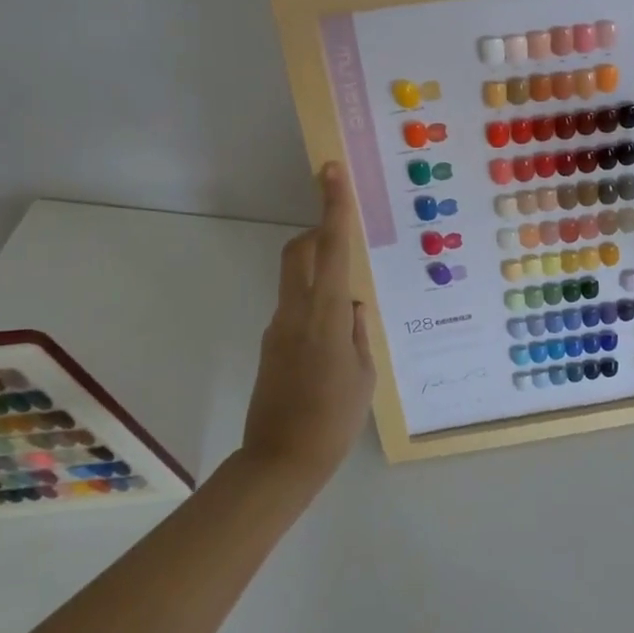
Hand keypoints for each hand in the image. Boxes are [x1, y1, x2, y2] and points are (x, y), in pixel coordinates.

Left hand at [242, 162, 376, 487]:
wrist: (279, 462)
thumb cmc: (333, 420)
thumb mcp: (363, 375)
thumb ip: (357, 332)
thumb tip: (353, 306)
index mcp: (324, 316)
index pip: (329, 249)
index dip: (332, 207)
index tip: (330, 171)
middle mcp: (295, 312)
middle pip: (299, 252)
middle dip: (318, 234)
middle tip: (343, 242)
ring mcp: (277, 328)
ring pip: (295, 279)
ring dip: (319, 275)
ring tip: (349, 315)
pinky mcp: (270, 344)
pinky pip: (295, 308)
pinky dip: (314, 306)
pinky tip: (333, 344)